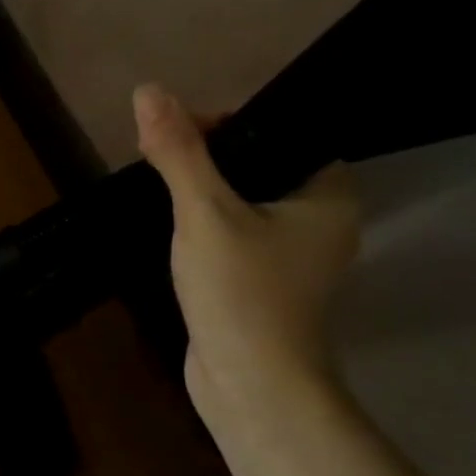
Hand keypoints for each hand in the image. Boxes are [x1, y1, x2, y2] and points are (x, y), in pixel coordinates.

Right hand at [134, 83, 360, 412]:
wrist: (249, 384)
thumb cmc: (240, 292)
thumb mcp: (204, 212)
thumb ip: (179, 152)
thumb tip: (148, 91)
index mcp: (327, 193)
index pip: (279, 131)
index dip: (225, 121)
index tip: (176, 130)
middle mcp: (320, 218)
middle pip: (258, 163)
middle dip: (206, 156)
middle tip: (158, 156)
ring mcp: (293, 253)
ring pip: (243, 199)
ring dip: (202, 189)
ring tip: (158, 182)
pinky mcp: (264, 278)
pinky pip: (235, 230)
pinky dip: (205, 221)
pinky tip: (173, 222)